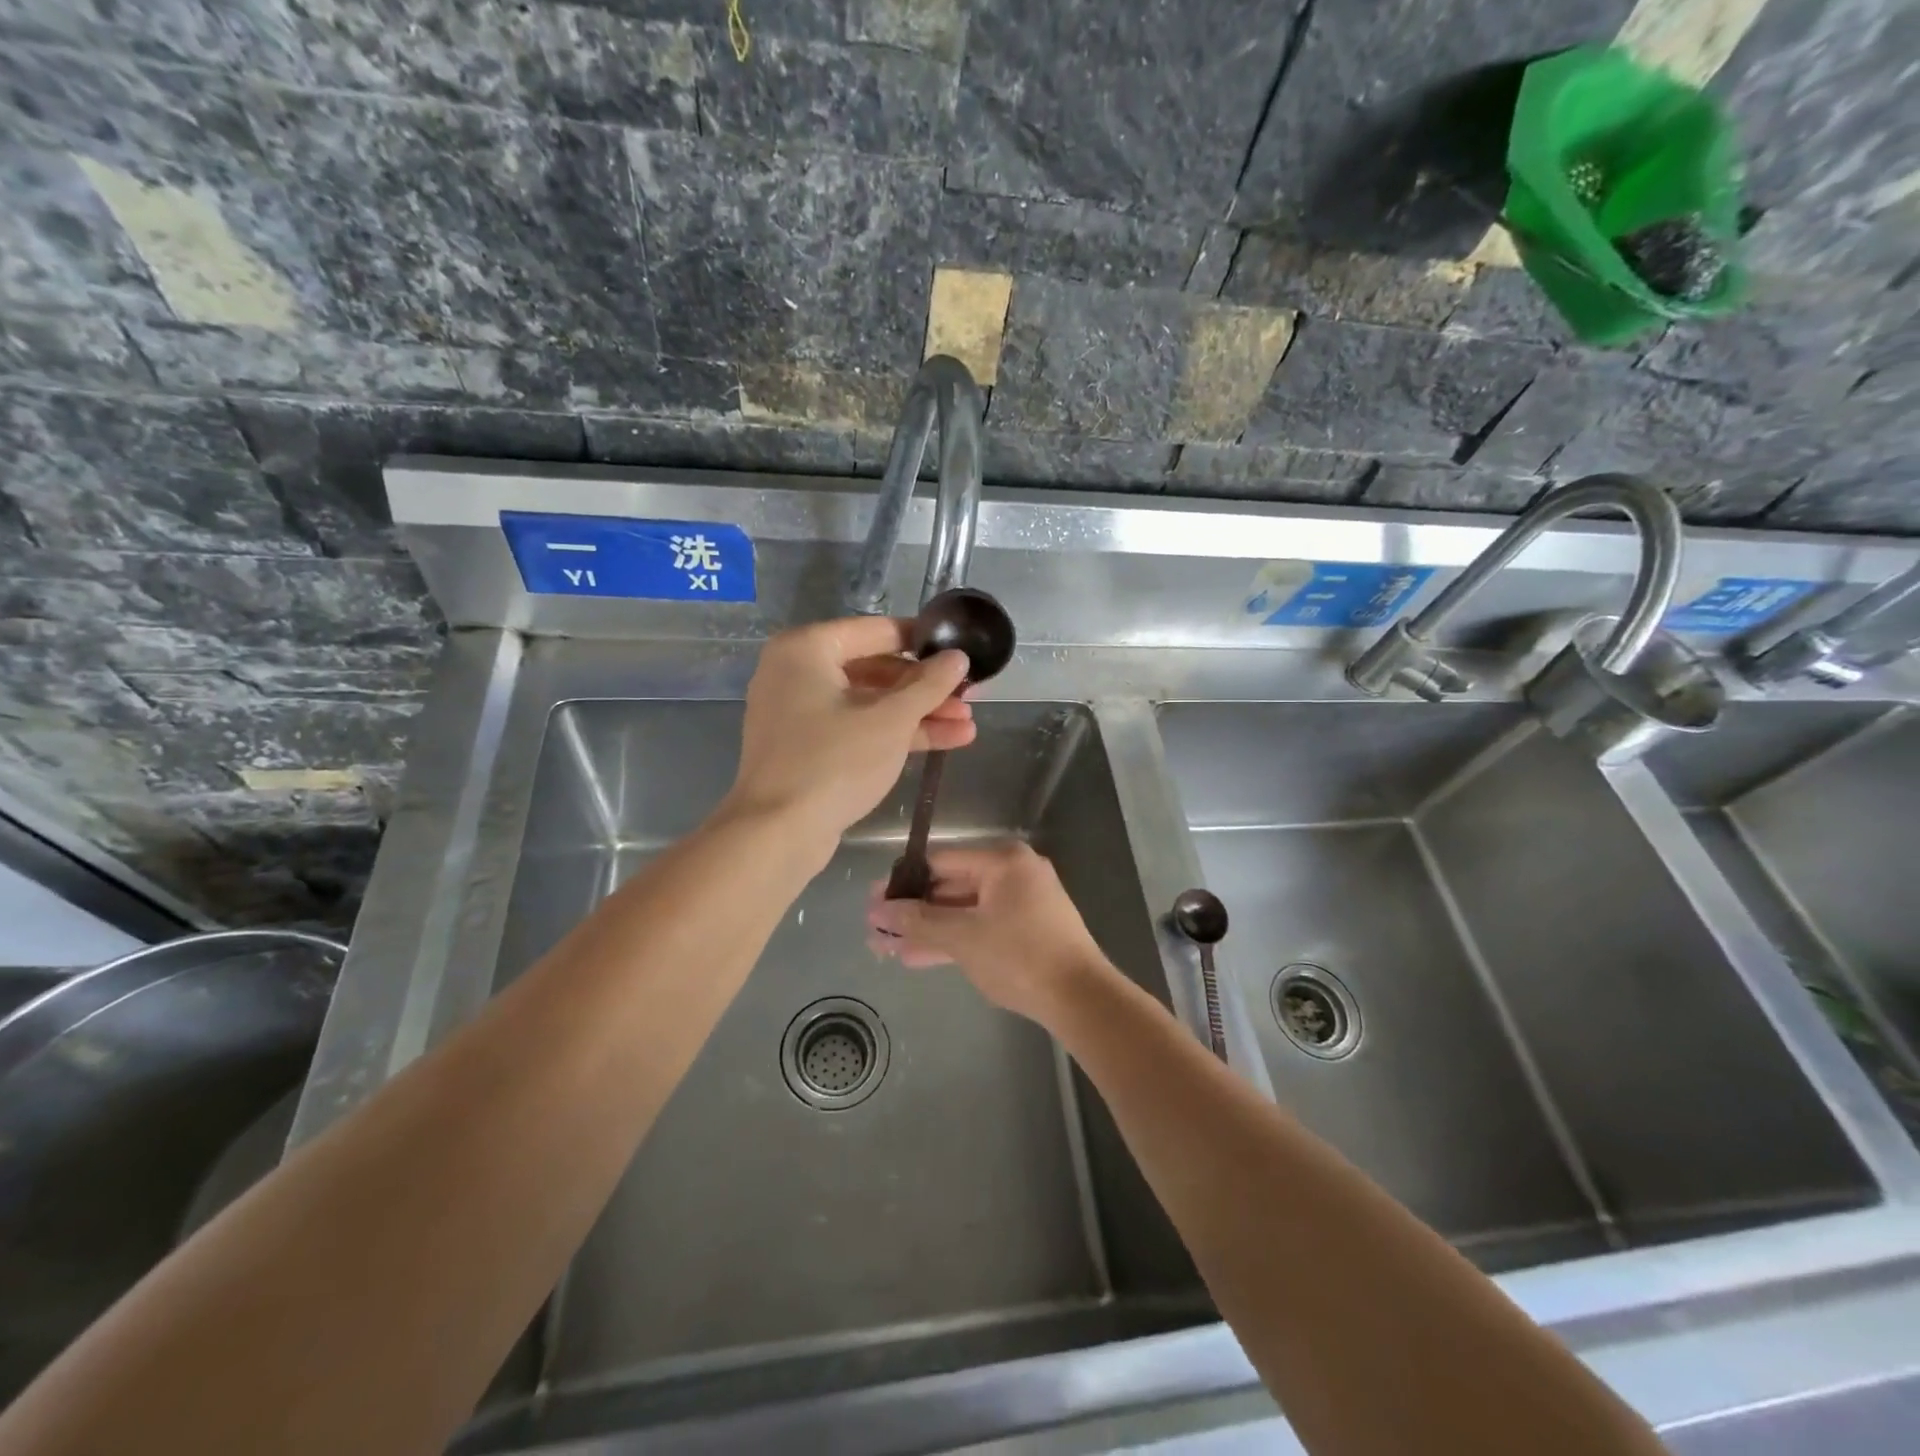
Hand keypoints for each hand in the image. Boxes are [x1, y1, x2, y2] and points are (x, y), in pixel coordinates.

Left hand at [722, 616, 973, 853]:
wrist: (778, 834)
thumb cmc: (834, 762)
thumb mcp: (891, 720)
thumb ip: (929, 684)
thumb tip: (959, 657)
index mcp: (807, 649)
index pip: (877, 630)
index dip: (924, 641)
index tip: (962, 650)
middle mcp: (797, 672)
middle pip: (875, 668)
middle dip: (926, 687)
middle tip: (970, 695)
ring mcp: (800, 712)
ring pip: (870, 702)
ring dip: (918, 713)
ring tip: (968, 723)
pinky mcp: (808, 746)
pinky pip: (857, 727)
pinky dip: (894, 733)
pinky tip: (947, 741)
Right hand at [865, 842, 1111, 1022]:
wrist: (1080, 998)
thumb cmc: (1020, 956)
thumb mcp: (963, 937)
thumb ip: (919, 921)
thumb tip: (877, 911)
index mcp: (1003, 861)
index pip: (941, 861)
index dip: (904, 882)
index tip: (873, 901)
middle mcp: (1013, 873)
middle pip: (950, 886)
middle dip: (912, 911)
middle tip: (875, 927)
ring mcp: (1021, 903)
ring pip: (963, 911)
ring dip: (927, 929)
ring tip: (886, 947)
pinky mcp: (1024, 930)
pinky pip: (979, 927)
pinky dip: (952, 940)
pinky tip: (916, 957)